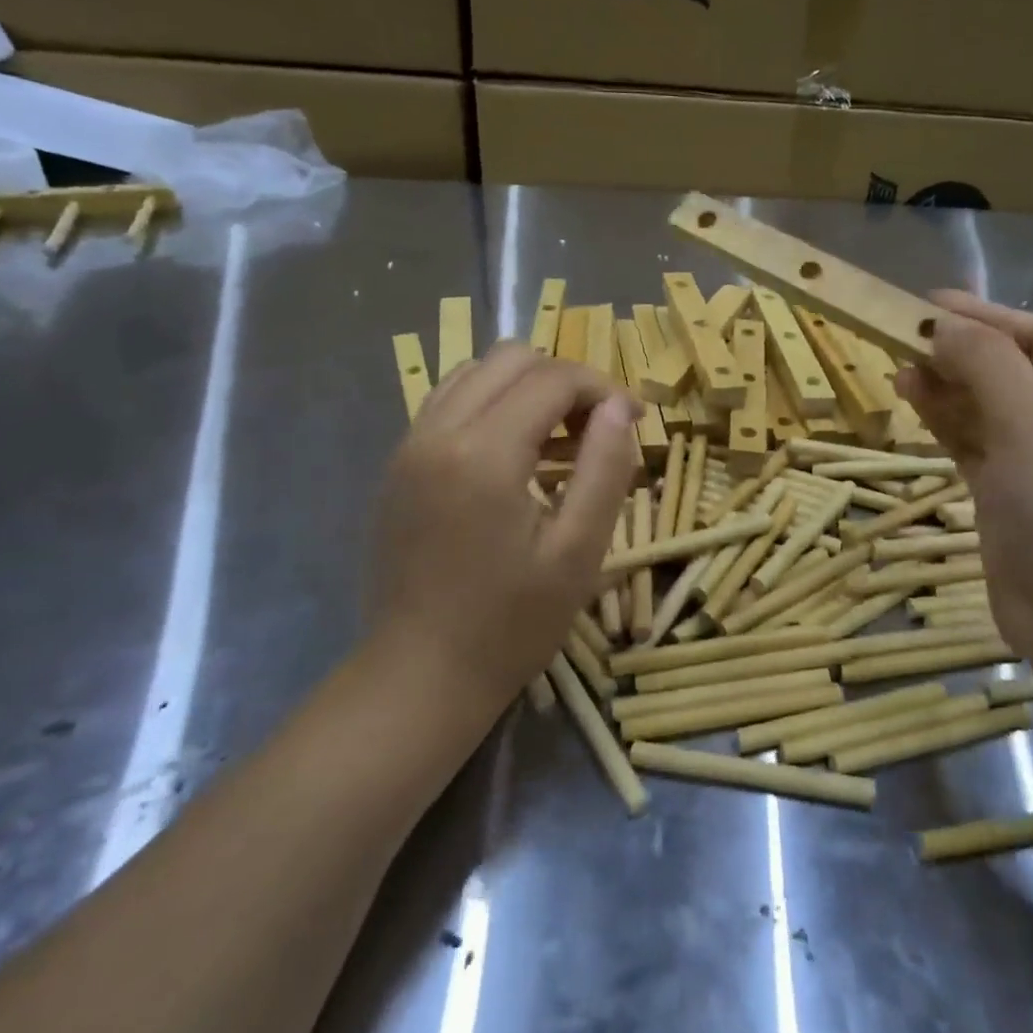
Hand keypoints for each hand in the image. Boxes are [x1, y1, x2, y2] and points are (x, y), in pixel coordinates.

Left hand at [368, 342, 638, 712]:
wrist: (419, 675)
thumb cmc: (510, 623)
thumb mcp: (578, 552)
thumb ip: (606, 469)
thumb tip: (620, 407)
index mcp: (484, 453)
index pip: (553, 378)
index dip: (603, 388)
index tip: (635, 420)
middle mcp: (438, 432)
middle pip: (511, 358)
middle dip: (565, 381)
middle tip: (597, 429)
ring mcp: (409, 445)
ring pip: (475, 372)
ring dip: (526, 389)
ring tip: (558, 440)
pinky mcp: (398, 465)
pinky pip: (449, 403)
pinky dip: (491, 406)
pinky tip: (514, 455)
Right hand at [897, 291, 1032, 643]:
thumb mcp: (1030, 419)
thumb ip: (986, 363)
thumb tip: (945, 326)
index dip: (984, 315)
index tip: (928, 302)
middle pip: (1011, 369)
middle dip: (960, 352)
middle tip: (904, 336)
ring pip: (988, 407)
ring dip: (948, 386)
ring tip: (900, 367)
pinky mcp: (1012, 495)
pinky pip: (975, 443)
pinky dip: (946, 422)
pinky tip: (914, 402)